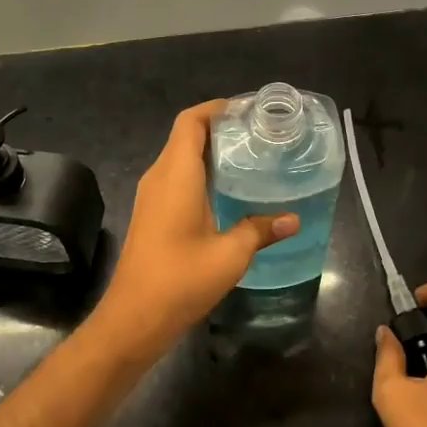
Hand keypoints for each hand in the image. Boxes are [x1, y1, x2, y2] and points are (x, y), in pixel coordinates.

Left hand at [90, 101, 298, 360]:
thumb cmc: (180, 280)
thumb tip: (293, 219)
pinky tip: (228, 189)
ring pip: (180, 156)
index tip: (249, 110)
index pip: (191, 121)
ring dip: (210, 150)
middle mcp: (160, 176)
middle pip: (186, 135)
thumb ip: (260, 230)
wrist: (133, 318)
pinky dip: (201, 171)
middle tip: (259, 133)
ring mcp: (152, 195)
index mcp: (176, 174)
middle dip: (220, 127)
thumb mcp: (230, 255)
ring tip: (250, 155)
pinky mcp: (152, 213)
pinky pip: (177, 177)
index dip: (217, 108)